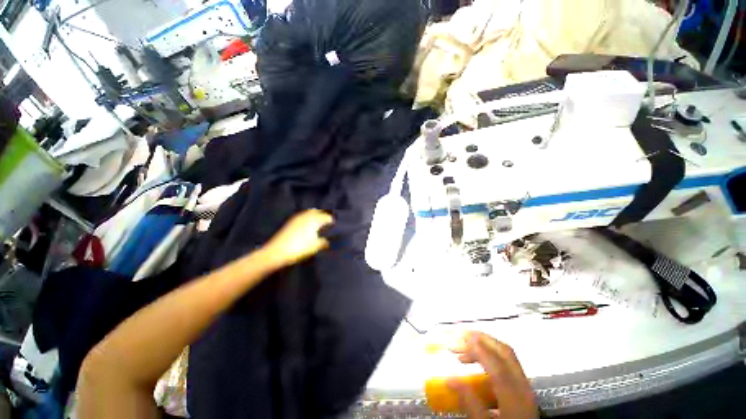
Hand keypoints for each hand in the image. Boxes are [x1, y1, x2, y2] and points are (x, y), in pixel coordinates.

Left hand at [263, 209, 333, 268]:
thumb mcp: (315, 246)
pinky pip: (303, 217)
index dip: (332, 221)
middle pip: (318, 212)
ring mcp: (297, 218)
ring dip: (315, 216)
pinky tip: (308, 226)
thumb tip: (328, 240)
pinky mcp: (290, 222)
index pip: (327, 217)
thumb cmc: (299, 248)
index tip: (335, 226)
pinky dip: (308, 219)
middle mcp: (306, 216)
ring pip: (310, 213)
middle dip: (323, 215)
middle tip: (327, 223)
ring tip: (319, 224)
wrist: (276, 252)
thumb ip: (324, 242)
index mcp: (314, 220)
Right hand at [449, 332, 537, 418]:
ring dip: (484, 347)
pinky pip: (507, 364)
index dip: (478, 349)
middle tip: (461, 335)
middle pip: (504, 353)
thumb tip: (450, 379)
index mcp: (515, 396)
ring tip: (463, 351)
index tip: (460, 337)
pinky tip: (477, 363)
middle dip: (482, 339)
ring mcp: (524, 386)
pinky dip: (490, 357)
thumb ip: (470, 403)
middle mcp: (523, 386)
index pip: (497, 365)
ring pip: (506, 356)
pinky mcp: (522, 389)